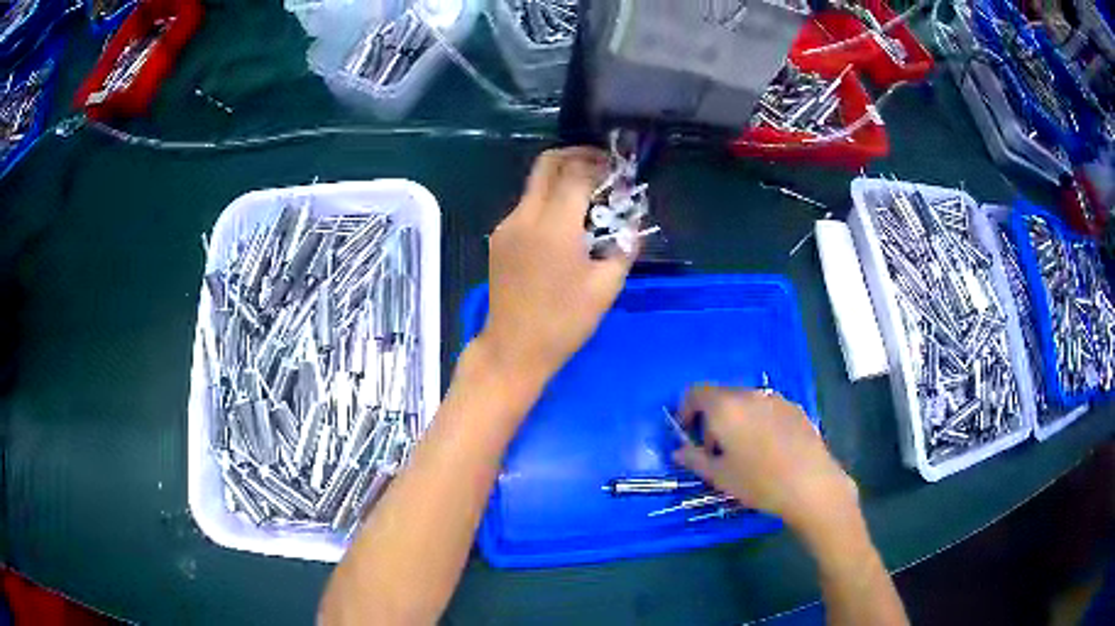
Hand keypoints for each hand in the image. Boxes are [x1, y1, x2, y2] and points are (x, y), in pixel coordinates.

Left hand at [477, 147, 635, 387]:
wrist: (514, 349)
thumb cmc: (564, 322)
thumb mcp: (606, 286)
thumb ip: (624, 246)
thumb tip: (633, 222)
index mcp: (554, 226)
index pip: (577, 173)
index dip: (601, 166)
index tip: (620, 172)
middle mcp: (525, 216)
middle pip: (547, 163)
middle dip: (577, 156)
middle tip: (602, 167)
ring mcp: (507, 225)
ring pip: (535, 183)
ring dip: (562, 179)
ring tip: (589, 199)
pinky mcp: (499, 238)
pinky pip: (527, 205)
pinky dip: (549, 200)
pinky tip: (566, 224)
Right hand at [673, 385, 857, 532]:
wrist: (811, 485)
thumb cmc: (758, 482)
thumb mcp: (719, 476)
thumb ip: (694, 459)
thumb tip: (678, 451)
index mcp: (725, 407)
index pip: (696, 392)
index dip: (685, 410)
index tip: (687, 434)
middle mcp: (749, 394)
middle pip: (721, 396)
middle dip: (711, 419)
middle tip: (714, 451)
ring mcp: (776, 399)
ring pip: (745, 402)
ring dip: (736, 420)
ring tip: (742, 452)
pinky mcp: (795, 408)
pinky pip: (766, 408)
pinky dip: (758, 421)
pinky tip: (768, 450)